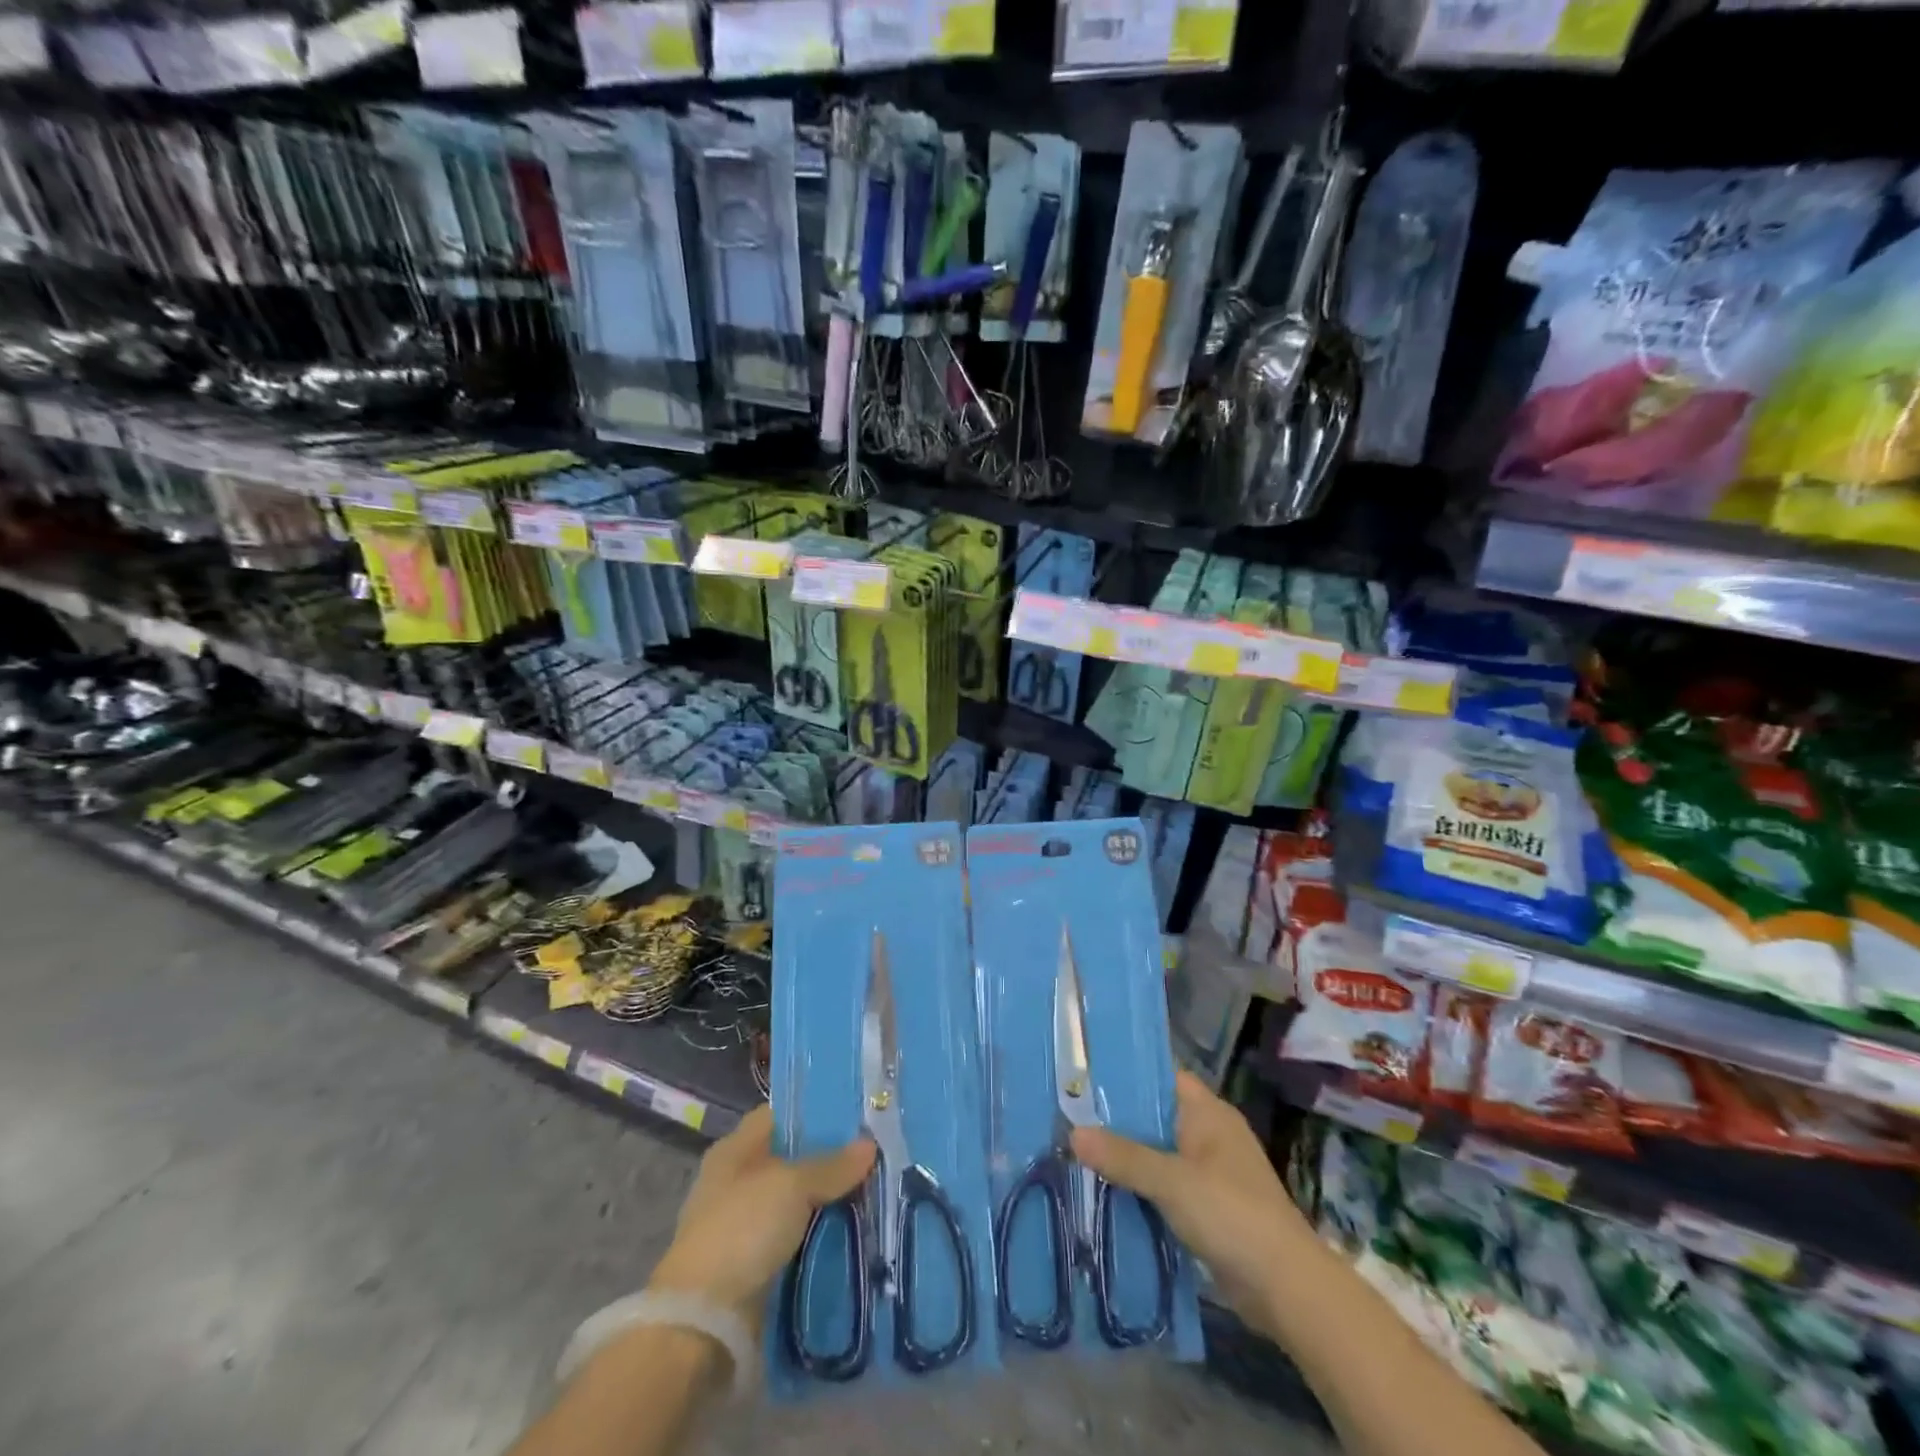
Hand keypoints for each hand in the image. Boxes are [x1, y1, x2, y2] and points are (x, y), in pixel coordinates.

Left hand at [647, 1105, 874, 1331]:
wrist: (703, 1322)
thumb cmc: (742, 1230)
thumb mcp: (792, 1186)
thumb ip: (832, 1165)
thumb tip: (869, 1145)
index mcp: (734, 1150)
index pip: (779, 1116)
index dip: (814, 1112)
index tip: (854, 1114)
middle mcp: (737, 1182)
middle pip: (792, 1161)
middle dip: (830, 1161)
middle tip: (875, 1155)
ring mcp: (744, 1226)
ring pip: (798, 1203)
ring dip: (829, 1202)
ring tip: (875, 1192)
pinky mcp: (754, 1266)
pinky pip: (797, 1240)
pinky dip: (820, 1237)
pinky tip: (855, 1232)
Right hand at [1071, 1069, 1310, 1327]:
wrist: (1285, 1287)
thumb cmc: (1231, 1214)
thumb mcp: (1171, 1181)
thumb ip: (1123, 1156)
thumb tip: (1073, 1133)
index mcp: (1208, 1113)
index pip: (1163, 1077)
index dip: (1128, 1075)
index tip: (1086, 1076)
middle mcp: (1211, 1135)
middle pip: (1157, 1116)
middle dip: (1119, 1120)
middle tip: (1071, 1116)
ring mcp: (1212, 1172)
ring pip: (1160, 1153)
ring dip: (1129, 1157)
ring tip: (1079, 1152)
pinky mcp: (1211, 1208)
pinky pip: (1167, 1186)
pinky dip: (1143, 1188)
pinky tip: (1109, 1192)